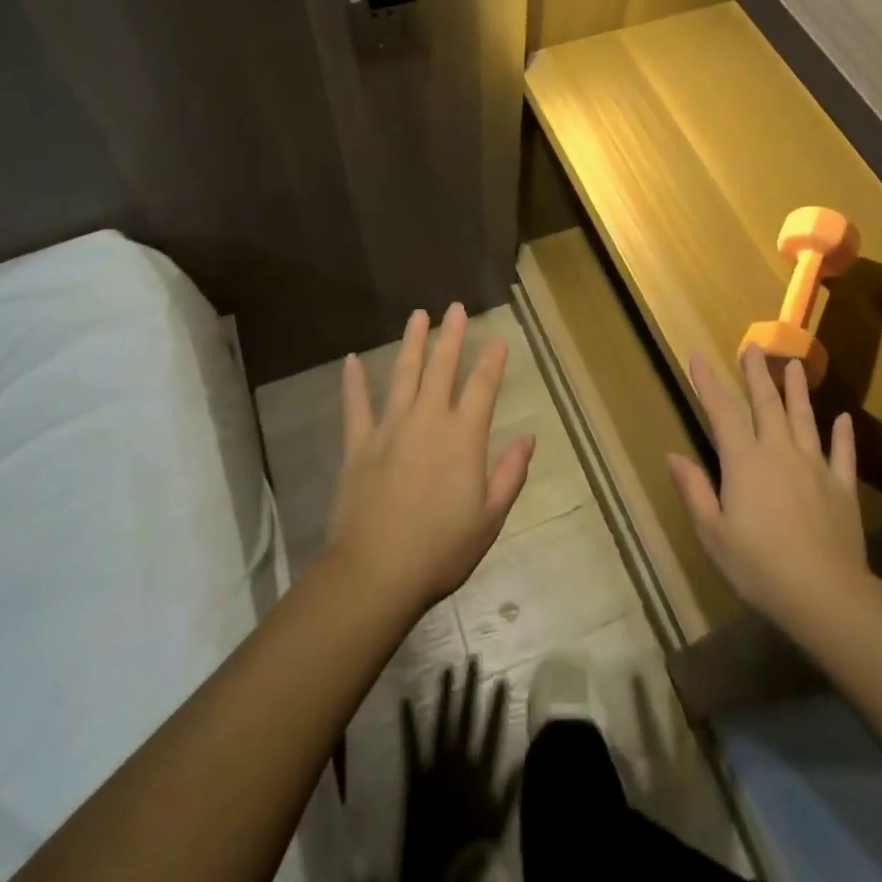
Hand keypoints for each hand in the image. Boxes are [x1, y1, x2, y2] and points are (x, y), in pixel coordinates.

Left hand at [327, 304, 534, 615]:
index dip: (492, 361)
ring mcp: (390, 429)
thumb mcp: (490, 518)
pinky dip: (354, 382)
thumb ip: (510, 474)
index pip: (482, 387)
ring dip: (411, 344)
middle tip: (455, 308)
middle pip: (442, 369)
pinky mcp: (359, 445)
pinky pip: (356, 406)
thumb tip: (528, 437)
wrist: (377, 573)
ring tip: (417, 316)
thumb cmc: (441, 549)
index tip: (498, 338)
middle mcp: (428, 421)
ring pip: (403, 376)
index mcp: (463, 438)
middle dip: (451, 336)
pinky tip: (352, 360)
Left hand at [396, 659, 518, 881]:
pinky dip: (409, 723)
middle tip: (472, 660)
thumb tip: (523, 756)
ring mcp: (434, 766)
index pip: (491, 730)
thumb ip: (509, 790)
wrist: (431, 877)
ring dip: (444, 696)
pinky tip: (406, 700)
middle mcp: (457, 762)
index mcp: (479, 773)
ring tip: (447, 670)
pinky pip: (411, 745)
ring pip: (441, 723)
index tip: (500, 678)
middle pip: (466, 718)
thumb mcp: (497, 825)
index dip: (496, 704)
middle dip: (470, 688)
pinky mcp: (414, 776)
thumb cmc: (468, 851)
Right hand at [667, 347, 872, 640]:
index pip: (722, 412)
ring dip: (797, 390)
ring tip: (795, 365)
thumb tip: (673, 455)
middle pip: (766, 404)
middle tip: (753, 347)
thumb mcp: (713, 533)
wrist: (825, 596)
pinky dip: (843, 435)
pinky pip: (842, 454)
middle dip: (757, 374)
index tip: (699, 357)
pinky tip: (844, 419)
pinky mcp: (842, 488)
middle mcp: (779, 452)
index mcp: (744, 462)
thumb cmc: (759, 566)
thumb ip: (694, 490)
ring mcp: (815, 467)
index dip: (708, 383)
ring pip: (804, 419)